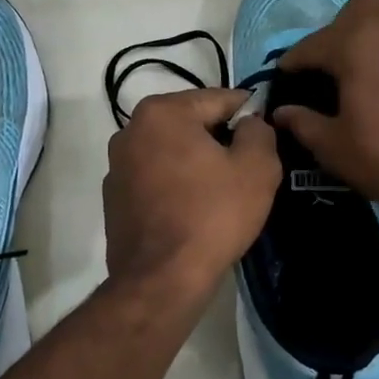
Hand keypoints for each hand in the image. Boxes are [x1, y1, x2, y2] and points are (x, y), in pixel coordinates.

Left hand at [103, 88, 280, 297]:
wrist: (162, 279)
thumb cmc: (213, 215)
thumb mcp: (257, 167)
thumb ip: (259, 131)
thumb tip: (249, 124)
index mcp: (162, 112)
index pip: (219, 99)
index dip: (249, 114)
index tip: (265, 135)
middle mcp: (130, 130)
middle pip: (191, 124)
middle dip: (219, 139)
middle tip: (246, 169)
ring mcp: (116, 166)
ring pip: (171, 152)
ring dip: (195, 163)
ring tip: (220, 193)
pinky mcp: (113, 198)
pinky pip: (154, 179)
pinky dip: (174, 186)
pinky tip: (193, 211)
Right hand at [273, 0, 378, 204]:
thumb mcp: (335, 147)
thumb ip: (303, 123)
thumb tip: (283, 112)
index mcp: (355, 40)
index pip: (310, 46)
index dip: (292, 66)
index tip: (283, 81)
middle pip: (357, 9)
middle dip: (339, 32)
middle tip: (332, 67)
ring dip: (374, 33)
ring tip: (366, 69)